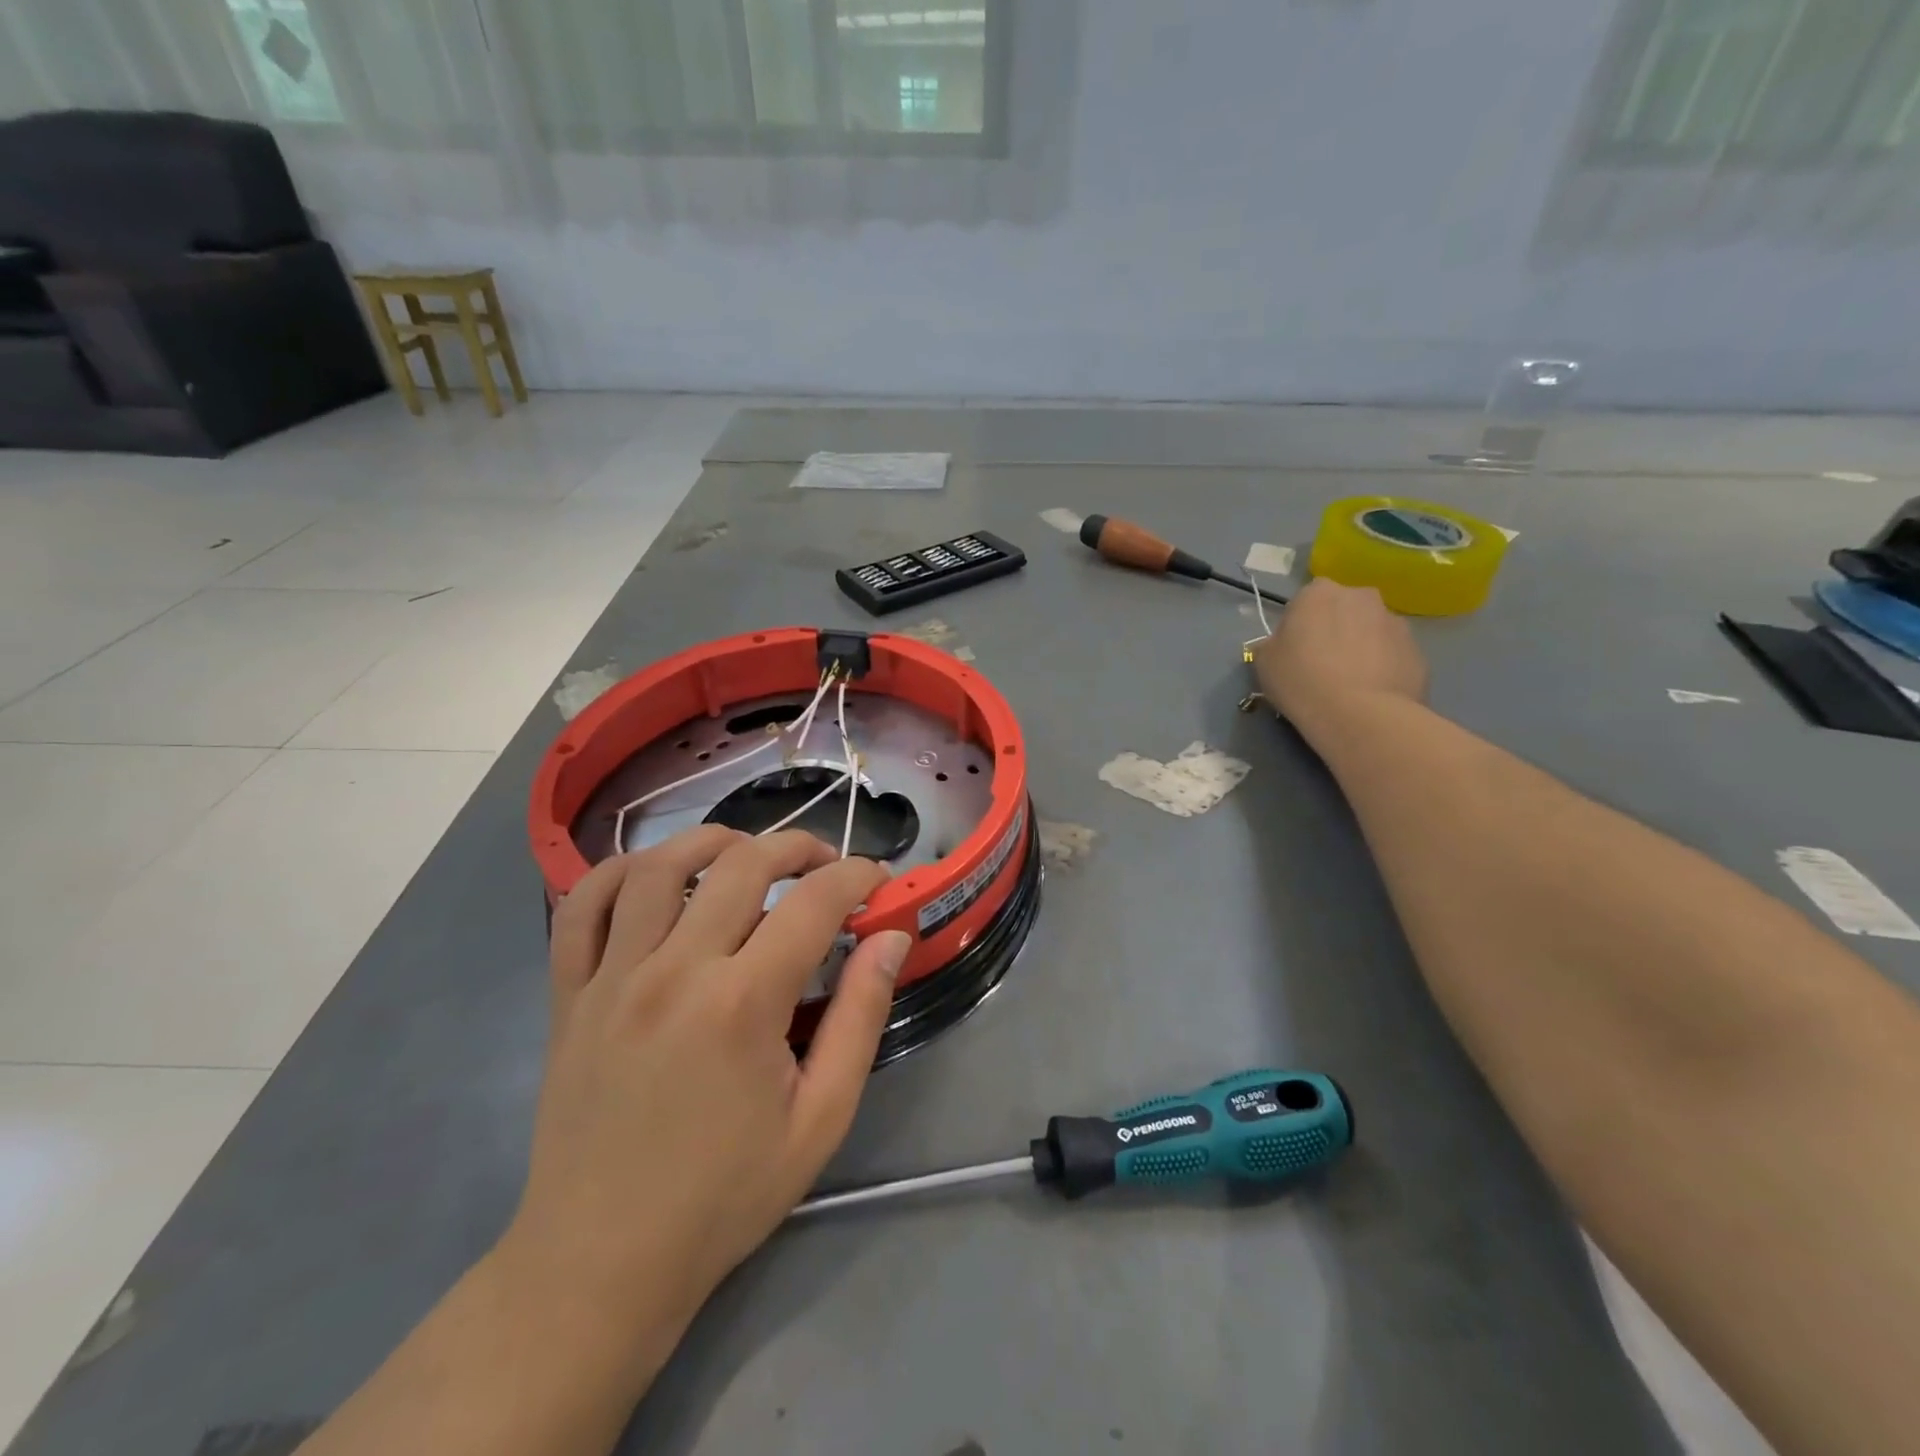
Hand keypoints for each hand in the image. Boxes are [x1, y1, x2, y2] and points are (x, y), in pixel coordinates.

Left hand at [503, 826, 911, 1338]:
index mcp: (742, 1004)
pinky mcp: (569, 995)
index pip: (814, 903)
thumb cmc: (725, 1195)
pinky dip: (616, 872)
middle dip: (797, 847)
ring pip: (657, 867)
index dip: (856, 877)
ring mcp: (612, 978)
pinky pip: (580, 907)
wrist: (601, 1261)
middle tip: (826, 864)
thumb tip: (890, 938)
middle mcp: (674, 971)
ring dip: (711, 840)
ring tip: (745, 853)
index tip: (877, 881)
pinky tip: (651, 875)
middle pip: (741, 865)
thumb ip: (861, 1016)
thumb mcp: (821, 1117)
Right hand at [1253, 578, 1427, 741]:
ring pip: (1372, 630)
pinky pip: (1392, 654)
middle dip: (1335, 630)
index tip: (1294, 650)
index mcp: (1319, 592)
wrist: (1359, 713)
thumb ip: (1271, 645)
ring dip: (1362, 647)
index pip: (1306, 600)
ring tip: (1350, 683)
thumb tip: (1278, 645)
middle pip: (1344, 610)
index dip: (1299, 625)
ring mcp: (1395, 622)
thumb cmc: (1300, 679)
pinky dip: (1383, 667)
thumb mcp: (1264, 662)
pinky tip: (1370, 693)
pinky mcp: (1417, 650)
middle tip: (1322, 664)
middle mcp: (1361, 596)